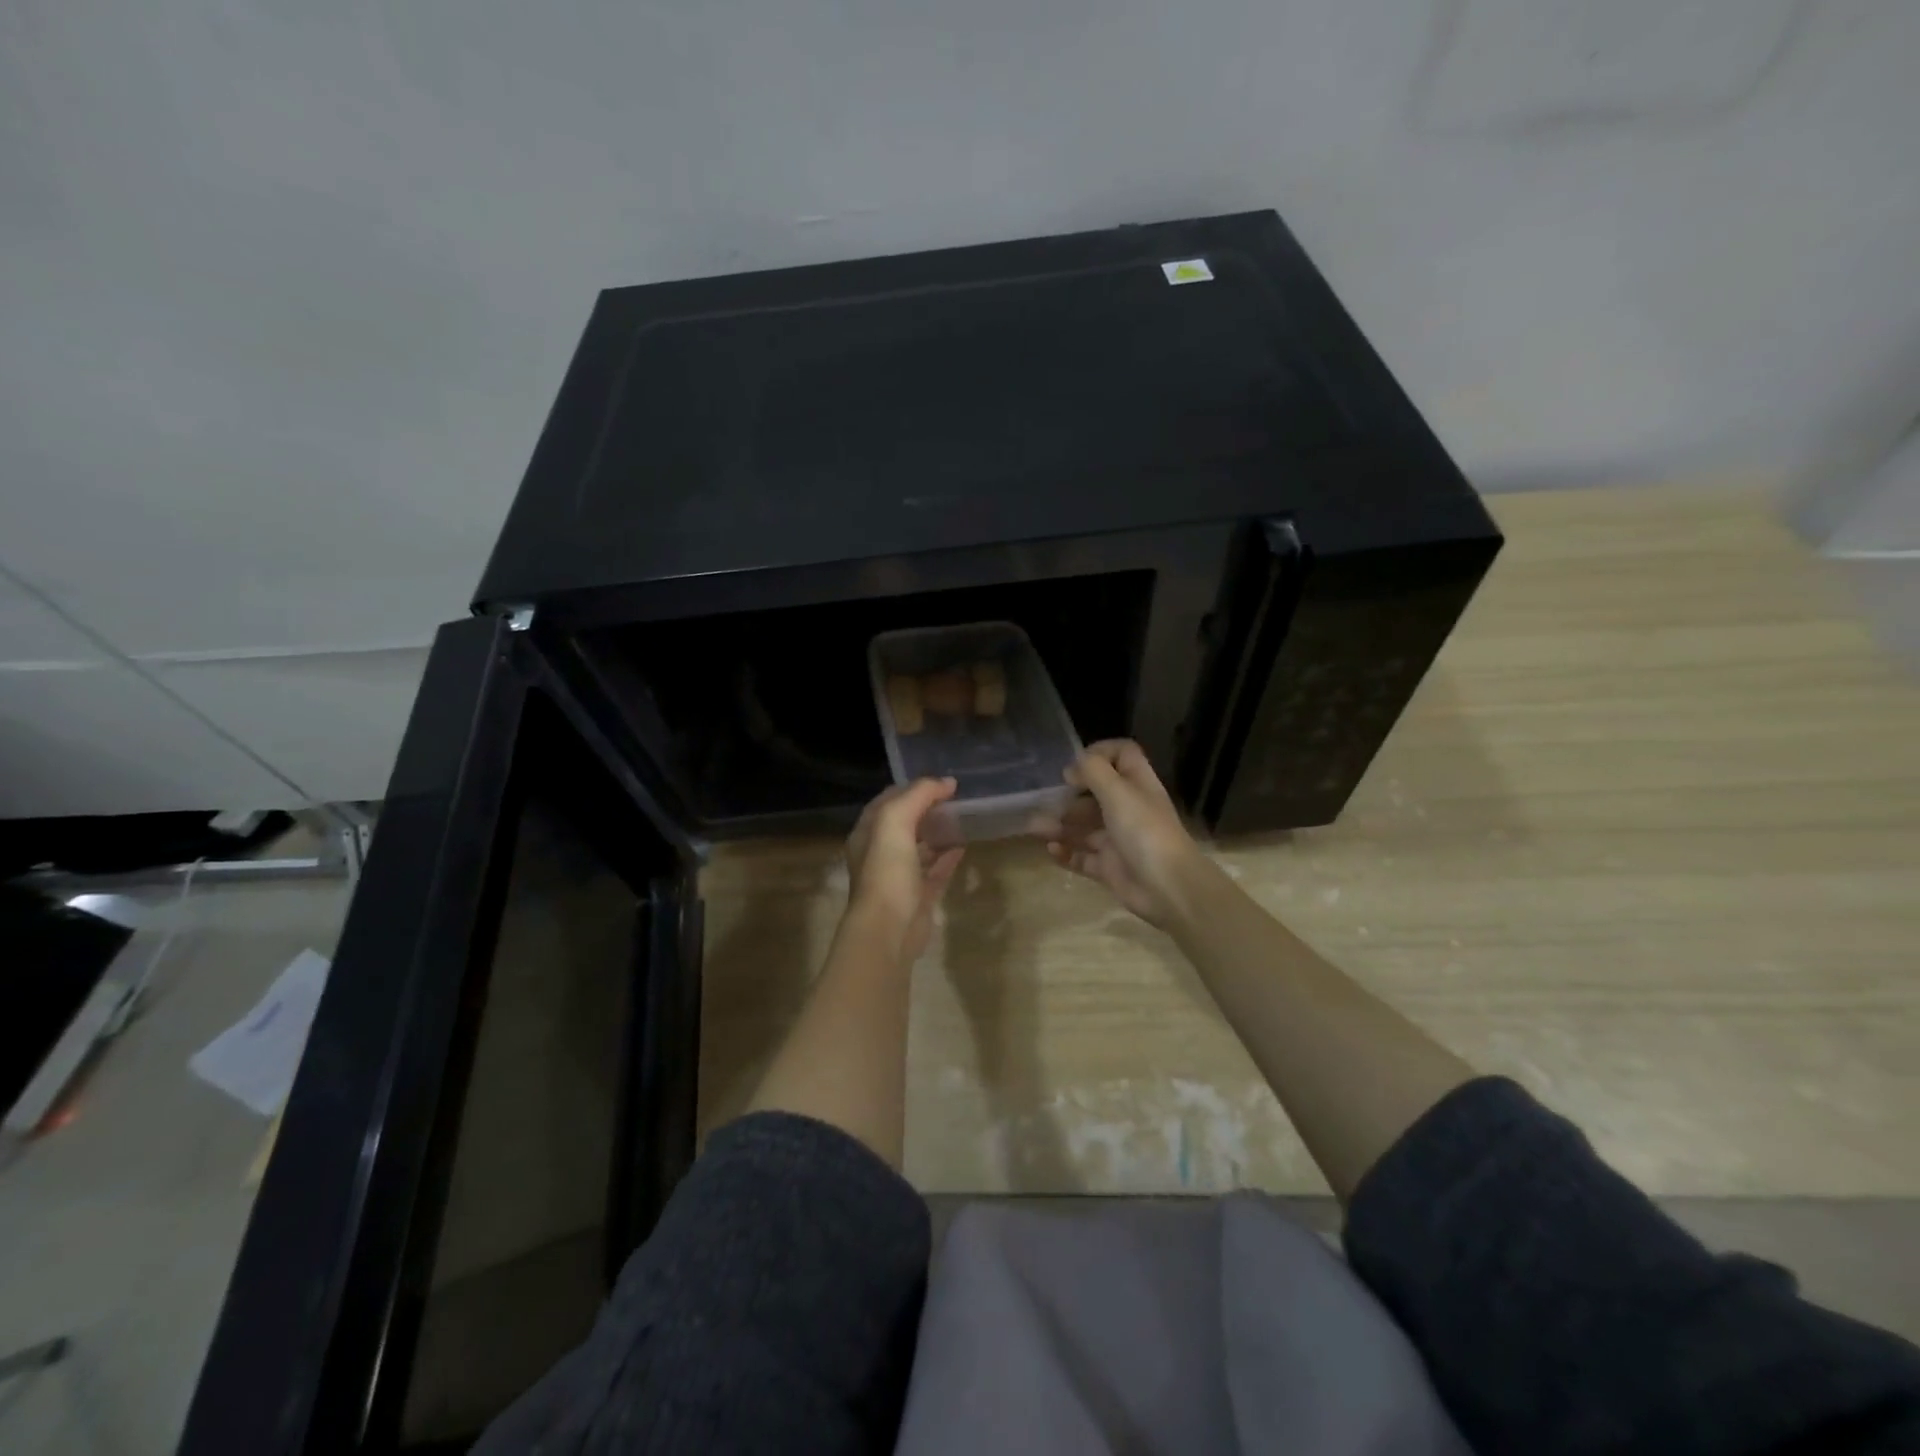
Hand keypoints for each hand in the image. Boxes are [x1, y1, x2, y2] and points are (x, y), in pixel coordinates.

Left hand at [844, 777, 965, 962]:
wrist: (889, 928)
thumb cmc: (886, 871)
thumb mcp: (896, 821)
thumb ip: (919, 795)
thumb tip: (947, 783)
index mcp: (867, 833)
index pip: (888, 801)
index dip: (911, 788)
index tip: (940, 782)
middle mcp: (880, 853)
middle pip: (905, 823)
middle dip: (926, 809)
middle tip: (955, 798)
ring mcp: (899, 876)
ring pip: (920, 847)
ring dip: (937, 832)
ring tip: (962, 818)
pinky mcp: (918, 896)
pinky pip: (935, 870)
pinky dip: (948, 857)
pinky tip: (964, 845)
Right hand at [1033, 740, 1214, 929]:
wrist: (1168, 887)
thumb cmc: (1144, 831)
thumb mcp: (1118, 792)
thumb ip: (1093, 771)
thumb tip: (1072, 768)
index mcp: (1137, 785)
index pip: (1122, 755)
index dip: (1100, 752)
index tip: (1075, 765)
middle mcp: (1128, 809)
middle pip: (1096, 793)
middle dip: (1070, 795)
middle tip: (1048, 800)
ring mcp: (1118, 839)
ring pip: (1084, 827)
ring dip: (1060, 825)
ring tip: (1036, 828)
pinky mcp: (1109, 867)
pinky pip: (1081, 857)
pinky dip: (1065, 853)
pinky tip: (1050, 850)